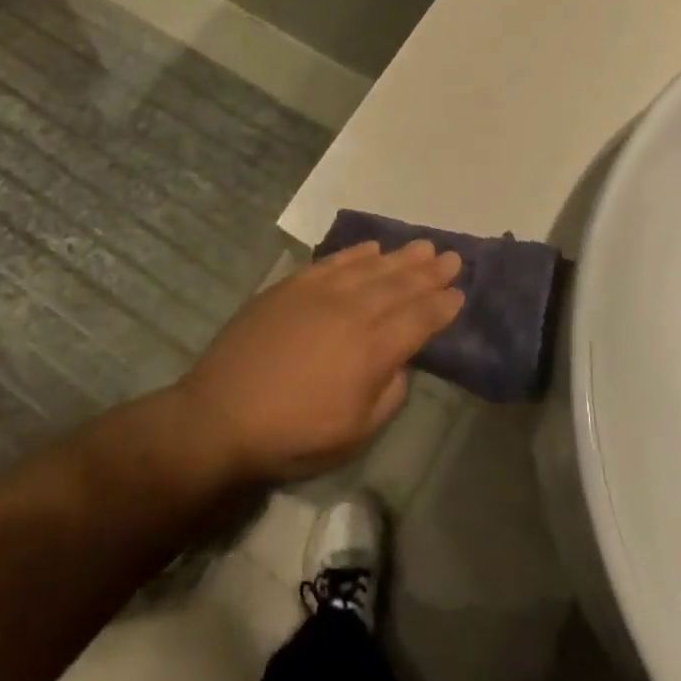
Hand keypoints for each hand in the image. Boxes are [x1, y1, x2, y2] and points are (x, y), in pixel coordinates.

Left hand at [171, 241, 464, 482]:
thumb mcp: (354, 434)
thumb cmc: (293, 434)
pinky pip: (333, 261)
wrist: (221, 415)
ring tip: (423, 246)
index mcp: (372, 350)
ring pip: (371, 268)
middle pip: (400, 285)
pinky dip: (356, 253)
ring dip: (400, 257)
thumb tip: (400, 363)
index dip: (442, 306)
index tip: (460, 292)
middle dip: (429, 272)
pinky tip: (372, 248)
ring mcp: (320, 293)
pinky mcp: (292, 286)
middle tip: (452, 257)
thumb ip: (389, 394)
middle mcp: (353, 312)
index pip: (418, 320)